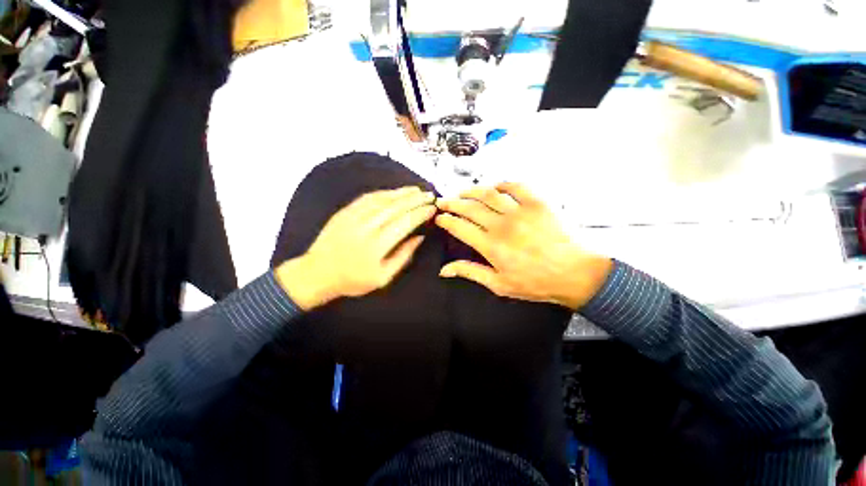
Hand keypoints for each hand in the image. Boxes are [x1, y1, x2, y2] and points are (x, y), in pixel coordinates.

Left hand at [276, 187, 435, 309]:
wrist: (317, 274)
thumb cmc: (353, 280)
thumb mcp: (383, 278)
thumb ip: (403, 256)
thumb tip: (420, 237)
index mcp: (376, 246)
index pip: (404, 223)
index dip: (420, 213)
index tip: (432, 208)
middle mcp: (365, 228)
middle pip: (395, 207)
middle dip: (415, 199)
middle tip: (429, 195)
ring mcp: (352, 217)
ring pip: (381, 199)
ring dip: (401, 193)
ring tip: (416, 190)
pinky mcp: (344, 212)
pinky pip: (366, 198)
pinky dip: (383, 193)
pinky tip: (393, 191)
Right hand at [435, 183, 612, 310]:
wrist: (574, 273)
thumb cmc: (535, 283)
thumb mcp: (499, 284)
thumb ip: (470, 272)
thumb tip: (444, 270)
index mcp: (490, 246)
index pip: (460, 227)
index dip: (446, 221)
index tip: (439, 218)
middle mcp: (501, 225)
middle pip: (469, 208)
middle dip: (451, 203)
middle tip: (442, 201)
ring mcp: (520, 211)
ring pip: (488, 194)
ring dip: (471, 191)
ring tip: (461, 192)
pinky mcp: (537, 203)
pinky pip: (515, 186)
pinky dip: (502, 184)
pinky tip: (494, 187)